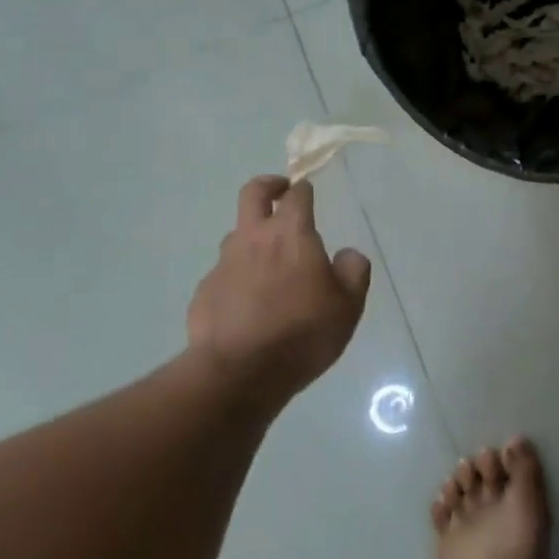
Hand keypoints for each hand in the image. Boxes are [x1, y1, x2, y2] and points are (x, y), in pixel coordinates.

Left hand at [187, 177, 372, 401]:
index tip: (308, 190)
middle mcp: (253, 238)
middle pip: (253, 193)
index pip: (297, 195)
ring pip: (236, 235)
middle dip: (268, 185)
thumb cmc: (302, 333)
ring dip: (252, 237)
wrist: (238, 373)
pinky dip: (238, 278)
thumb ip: (353, 271)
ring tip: (269, 263)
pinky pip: (224, 274)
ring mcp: (224, 264)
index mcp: (291, 234)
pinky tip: (248, 305)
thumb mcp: (348, 306)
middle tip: (280, 192)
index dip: (304, 189)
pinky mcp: (204, 292)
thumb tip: (347, 255)